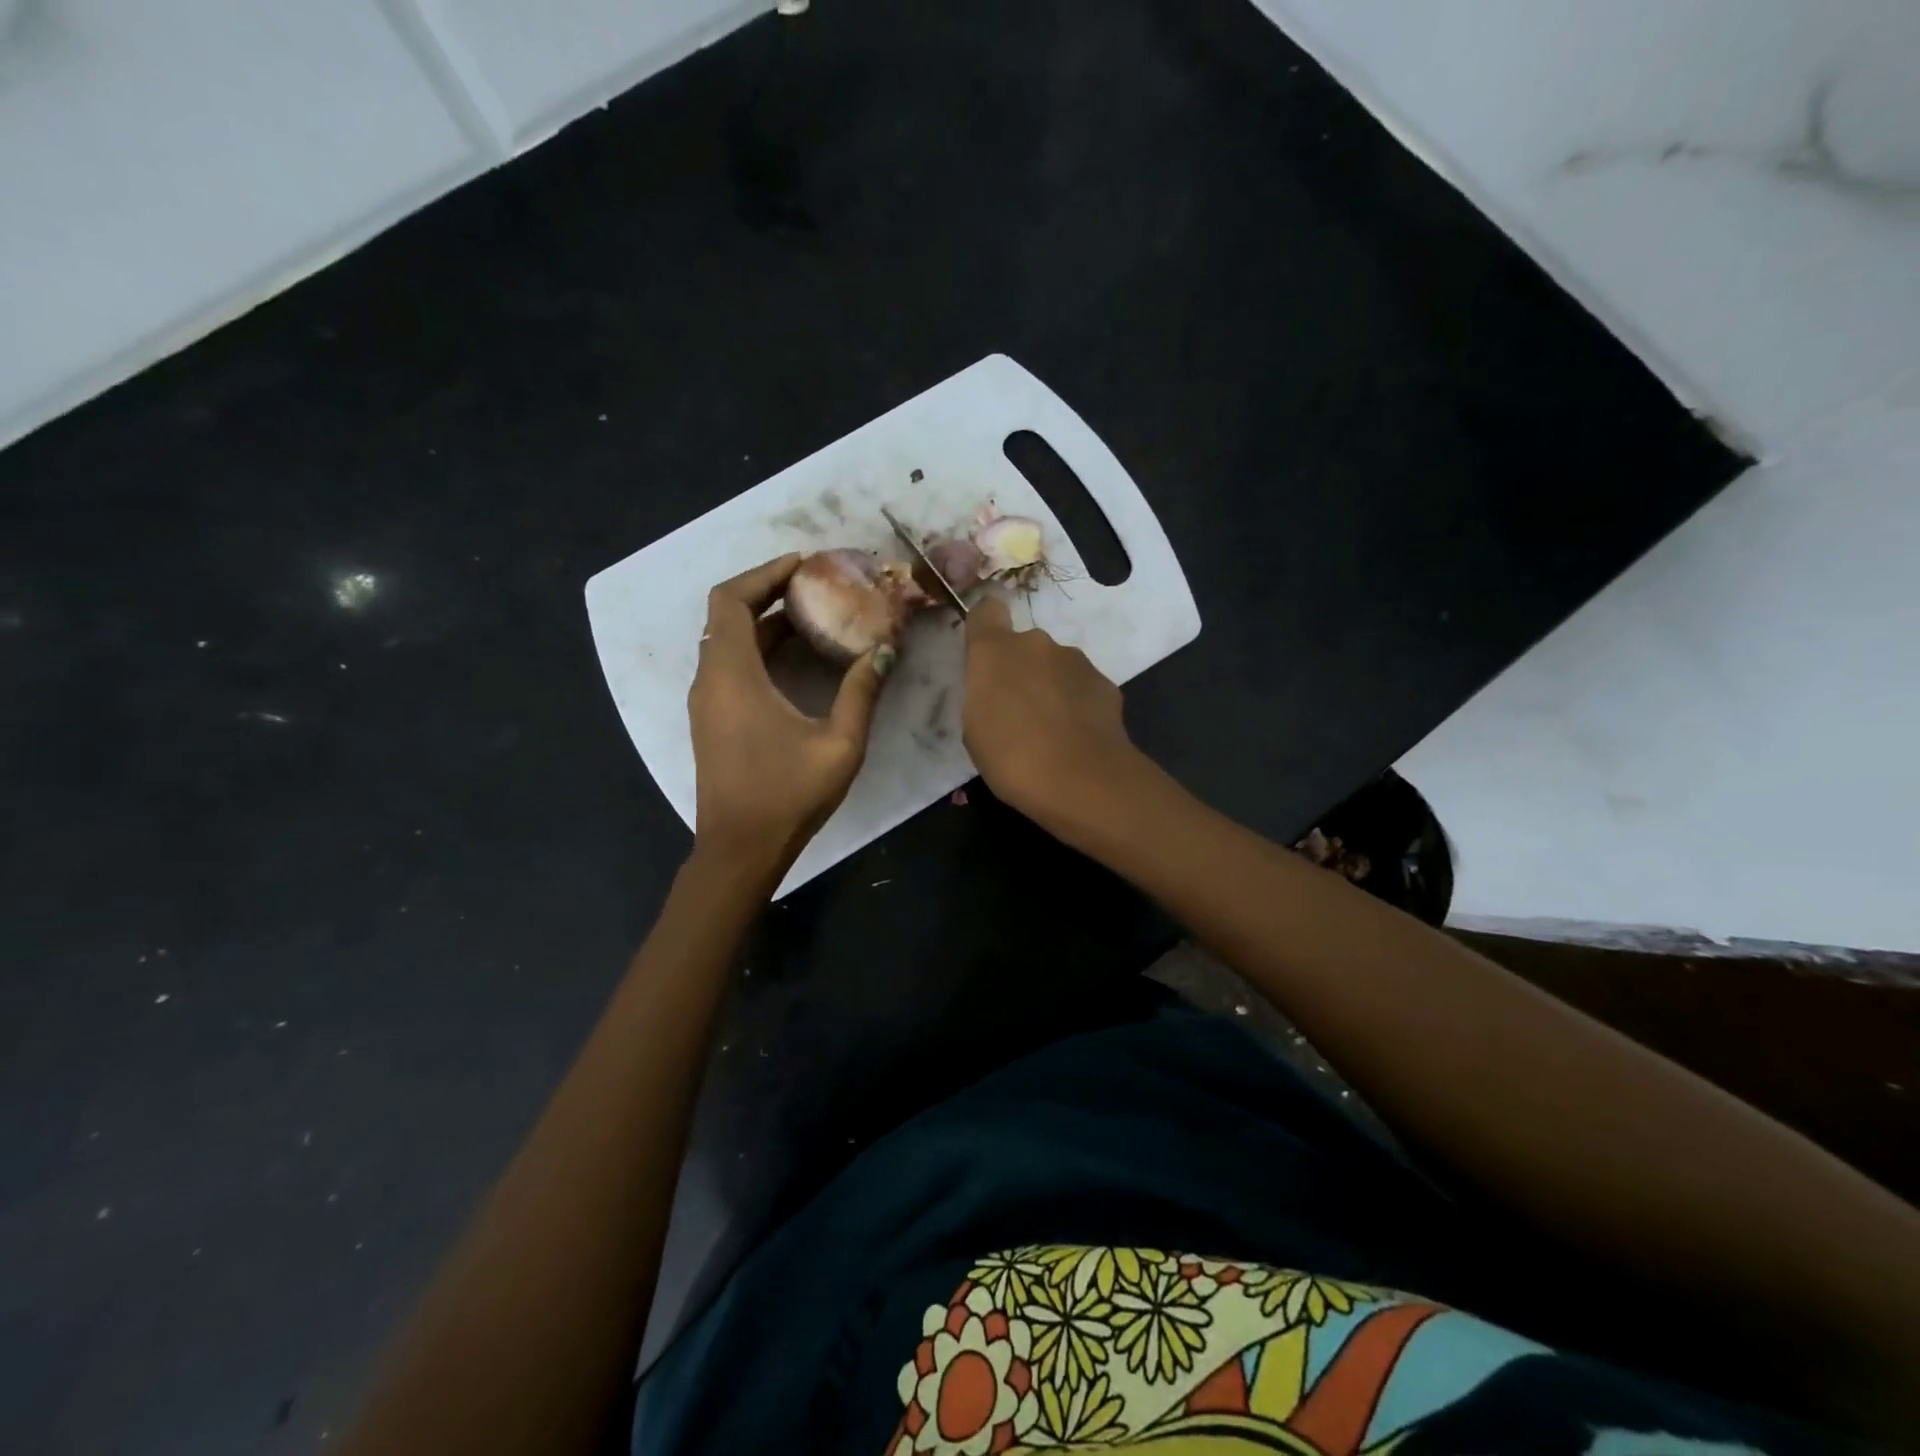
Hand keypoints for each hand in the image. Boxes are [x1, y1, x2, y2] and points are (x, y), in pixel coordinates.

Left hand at [688, 555, 890, 873]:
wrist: (740, 850)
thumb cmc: (787, 796)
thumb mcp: (839, 744)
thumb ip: (861, 692)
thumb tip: (885, 650)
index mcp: (733, 676)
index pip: (731, 600)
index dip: (763, 574)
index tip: (803, 565)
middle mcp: (711, 680)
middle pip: (727, 615)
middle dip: (770, 592)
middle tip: (817, 585)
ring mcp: (708, 701)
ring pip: (728, 640)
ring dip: (766, 622)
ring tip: (816, 615)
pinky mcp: (713, 719)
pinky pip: (731, 665)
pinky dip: (760, 649)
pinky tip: (800, 658)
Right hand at [962, 596, 1141, 825]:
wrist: (1082, 781)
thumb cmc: (1011, 757)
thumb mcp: (975, 730)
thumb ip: (984, 695)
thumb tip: (1000, 690)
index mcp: (995, 651)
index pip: (986, 610)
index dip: (985, 626)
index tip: (984, 653)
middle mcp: (1037, 644)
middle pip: (1024, 646)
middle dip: (1021, 670)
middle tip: (1018, 712)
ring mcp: (1075, 661)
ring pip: (1055, 666)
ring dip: (1050, 687)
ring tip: (1051, 731)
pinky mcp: (1105, 683)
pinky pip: (1081, 687)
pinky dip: (1077, 704)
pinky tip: (1077, 738)